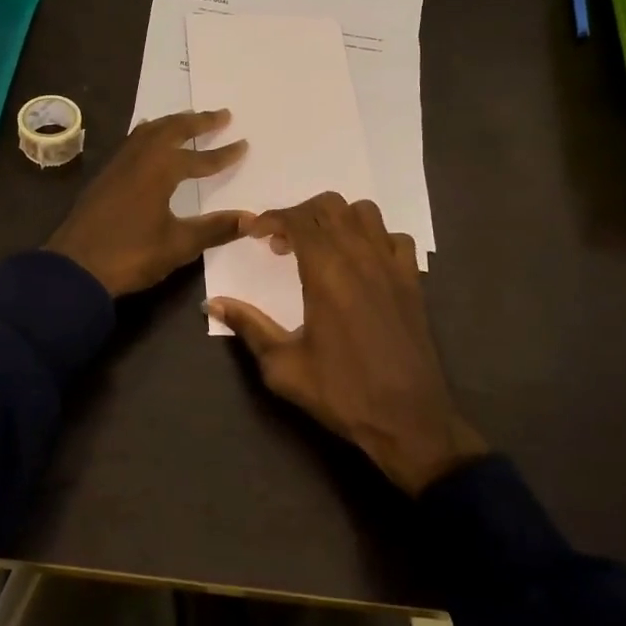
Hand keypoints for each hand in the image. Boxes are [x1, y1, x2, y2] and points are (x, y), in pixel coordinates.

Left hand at [43, 110, 251, 297]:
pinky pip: (132, 142)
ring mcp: (118, 165)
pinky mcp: (104, 177)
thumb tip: (251, 218)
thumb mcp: (178, 245)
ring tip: (188, 119)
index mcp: (160, 169)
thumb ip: (215, 229)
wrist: (75, 268)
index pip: (199, 158)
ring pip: (148, 132)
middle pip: (172, 129)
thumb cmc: (130, 254)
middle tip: (222, 115)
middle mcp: (139, 158)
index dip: (223, 154)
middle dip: (198, 122)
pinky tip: (149, 141)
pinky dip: (149, 134)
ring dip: (172, 123)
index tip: (243, 144)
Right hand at [207, 193, 487, 495]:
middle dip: (299, 214)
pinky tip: (361, 262)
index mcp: (326, 271)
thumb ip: (248, 326)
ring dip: (336, 219)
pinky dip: (374, 238)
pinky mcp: (412, 280)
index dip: (270, 218)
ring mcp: (391, 265)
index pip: (296, 219)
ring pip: (364, 213)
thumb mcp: (283, 365)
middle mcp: (360, 256)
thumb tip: (212, 304)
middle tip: (281, 243)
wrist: (408, 419)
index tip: (252, 232)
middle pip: (329, 207)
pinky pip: (394, 238)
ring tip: (320, 246)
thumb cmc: (341, 392)